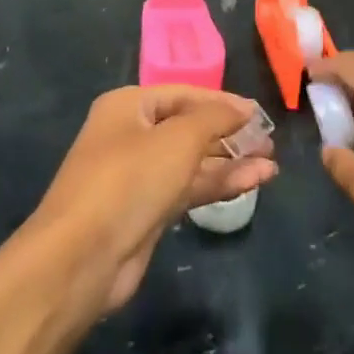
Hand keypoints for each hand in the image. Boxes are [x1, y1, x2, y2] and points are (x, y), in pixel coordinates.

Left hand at [29, 86, 276, 313]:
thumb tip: (243, 108)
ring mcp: (137, 176)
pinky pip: (188, 189)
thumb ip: (215, 118)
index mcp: (128, 106)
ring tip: (271, 165)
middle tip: (268, 142)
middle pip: (189, 128)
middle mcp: (131, 135)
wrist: (82, 259)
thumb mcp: (179, 138)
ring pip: (192, 162)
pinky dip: (218, 185)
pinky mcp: (146, 211)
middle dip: (229, 135)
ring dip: (230, 162)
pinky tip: (252, 183)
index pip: (184, 94)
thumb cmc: (130, 180)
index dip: (223, 102)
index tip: (259, 114)